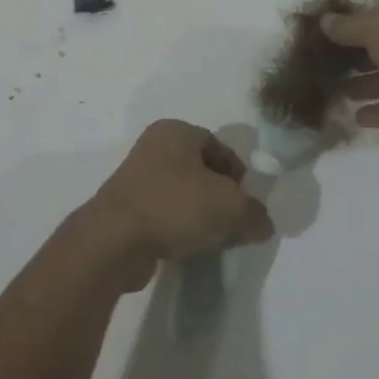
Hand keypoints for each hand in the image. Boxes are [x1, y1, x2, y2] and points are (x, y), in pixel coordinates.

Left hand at [87, 120, 275, 289]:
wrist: (115, 240)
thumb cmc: (175, 206)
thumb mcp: (230, 207)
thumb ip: (254, 213)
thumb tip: (262, 224)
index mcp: (176, 130)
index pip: (220, 147)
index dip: (239, 175)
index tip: (247, 204)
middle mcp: (153, 146)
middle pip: (201, 170)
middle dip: (220, 197)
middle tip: (233, 223)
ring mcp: (135, 177)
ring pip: (182, 193)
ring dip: (199, 214)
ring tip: (211, 238)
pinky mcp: (125, 207)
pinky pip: (163, 212)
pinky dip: (177, 227)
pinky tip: (186, 247)